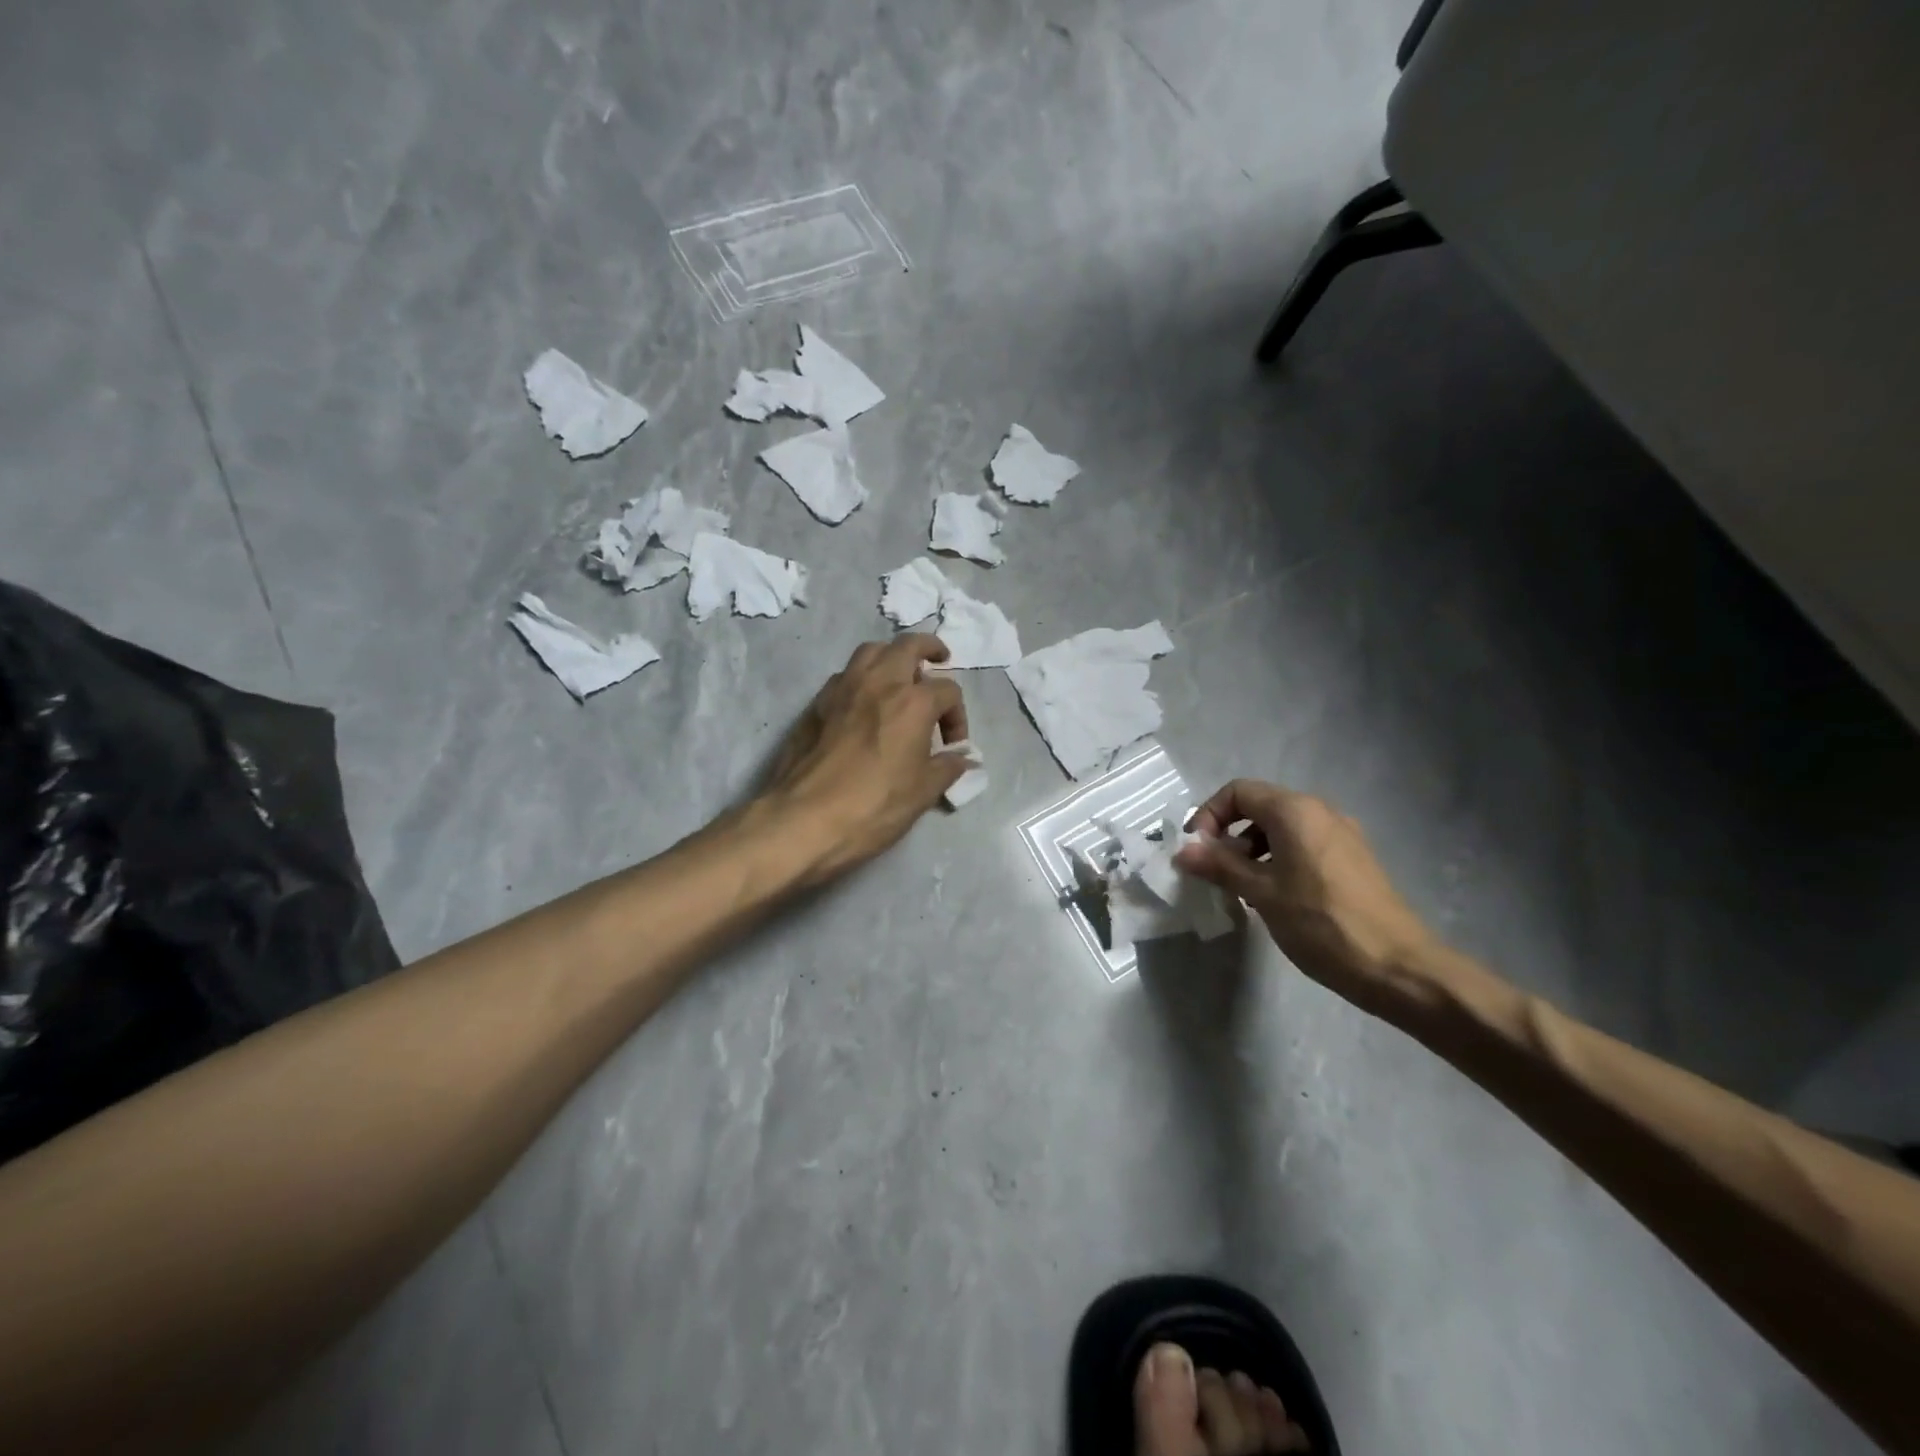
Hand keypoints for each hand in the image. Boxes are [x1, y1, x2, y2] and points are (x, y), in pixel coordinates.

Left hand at [762, 634, 969, 881]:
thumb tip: (962, 759)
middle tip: (938, 661)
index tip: (951, 746)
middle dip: (929, 649)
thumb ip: (947, 768)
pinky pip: (845, 674)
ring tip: (898, 677)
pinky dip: (862, 677)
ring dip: (891, 656)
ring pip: (872, 651)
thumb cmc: (873, 806)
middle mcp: (879, 682)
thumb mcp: (922, 793)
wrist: (804, 819)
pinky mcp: (816, 702)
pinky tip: (863, 703)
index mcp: (913, 702)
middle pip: (909, 645)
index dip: (957, 717)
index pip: (948, 691)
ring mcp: (843, 688)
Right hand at [1174, 779, 1441, 1017]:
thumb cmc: (1321, 923)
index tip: (1198, 851)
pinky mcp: (1353, 859)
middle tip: (1215, 871)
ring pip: (1281, 828)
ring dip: (1252, 849)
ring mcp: (1342, 835)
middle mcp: (1320, 811)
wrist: (1398, 968)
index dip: (1209, 815)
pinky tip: (1274, 895)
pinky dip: (1278, 859)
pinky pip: (1303, 844)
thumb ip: (1220, 866)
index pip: (1238, 791)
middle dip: (1229, 834)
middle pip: (1260, 806)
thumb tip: (1182, 851)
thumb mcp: (1261, 893)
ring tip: (1241, 887)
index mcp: (1296, 811)